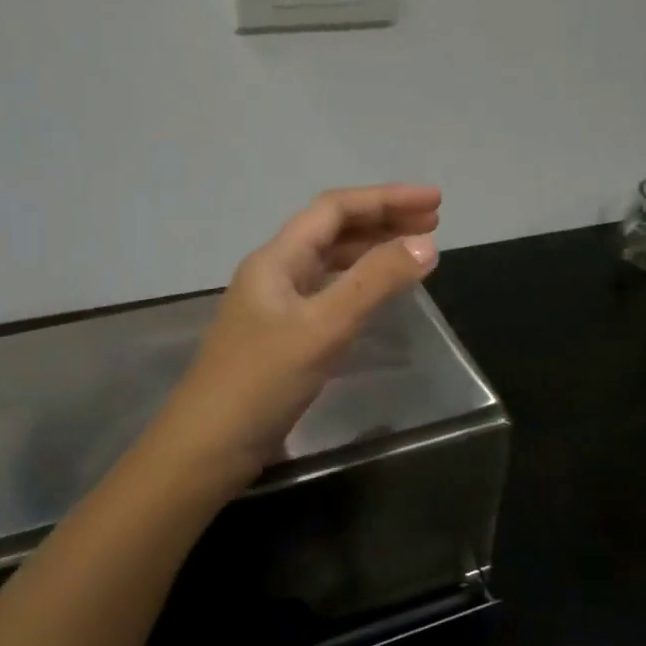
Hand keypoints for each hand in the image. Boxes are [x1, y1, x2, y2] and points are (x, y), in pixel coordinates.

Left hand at [161, 185, 441, 480]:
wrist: (209, 447)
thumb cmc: (262, 382)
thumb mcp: (323, 328)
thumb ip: (374, 283)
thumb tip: (426, 244)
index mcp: (277, 260)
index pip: (335, 209)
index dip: (386, 198)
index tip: (436, 201)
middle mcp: (275, 274)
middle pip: (333, 231)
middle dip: (383, 220)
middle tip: (434, 222)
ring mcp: (276, 308)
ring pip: (330, 264)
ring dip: (372, 251)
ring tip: (415, 253)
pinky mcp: (282, 339)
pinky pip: (327, 295)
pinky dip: (359, 286)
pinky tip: (378, 296)